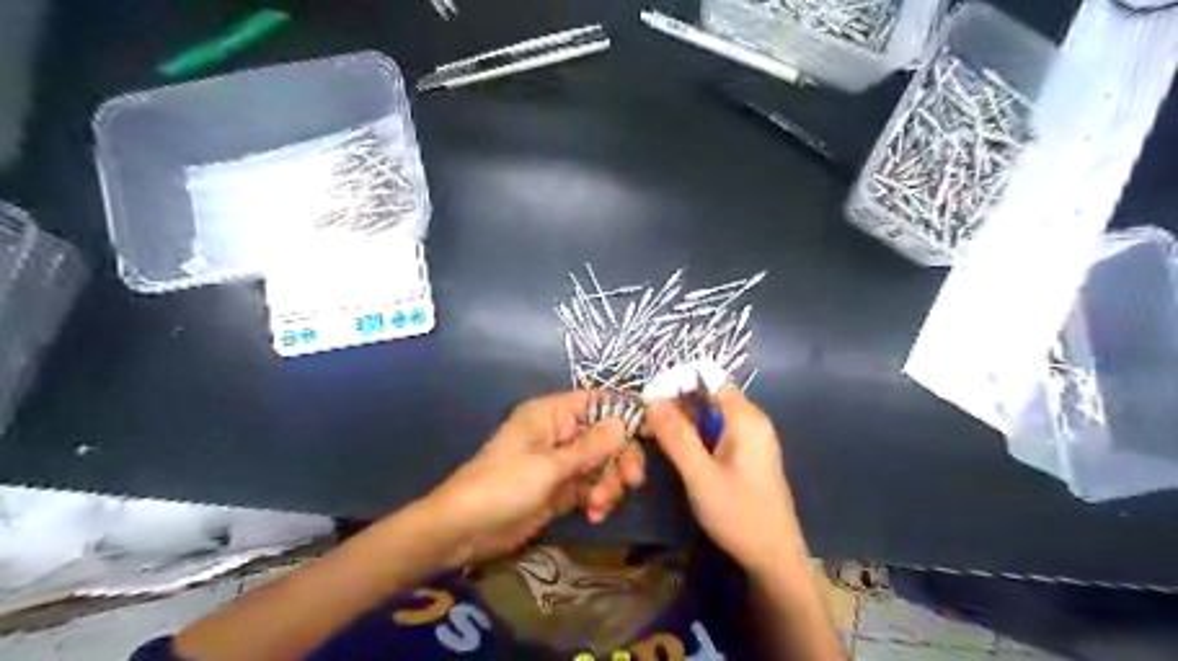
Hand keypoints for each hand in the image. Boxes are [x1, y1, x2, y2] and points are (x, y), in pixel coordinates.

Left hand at [423, 393, 642, 567]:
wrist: (464, 530)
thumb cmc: (502, 486)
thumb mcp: (549, 466)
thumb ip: (590, 446)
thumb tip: (624, 421)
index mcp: (552, 414)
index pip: (597, 402)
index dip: (624, 413)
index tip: (650, 432)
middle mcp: (560, 432)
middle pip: (606, 435)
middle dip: (620, 458)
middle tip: (631, 481)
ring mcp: (562, 462)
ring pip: (602, 463)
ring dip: (608, 483)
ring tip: (599, 505)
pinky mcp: (561, 488)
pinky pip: (592, 486)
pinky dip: (598, 498)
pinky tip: (594, 514)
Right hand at [648, 385, 805, 575]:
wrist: (773, 559)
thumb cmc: (739, 515)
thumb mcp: (701, 475)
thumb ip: (676, 436)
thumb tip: (652, 400)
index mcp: (746, 418)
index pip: (709, 379)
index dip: (677, 382)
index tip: (648, 399)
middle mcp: (751, 420)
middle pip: (708, 395)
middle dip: (675, 403)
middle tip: (644, 422)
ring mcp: (749, 438)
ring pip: (709, 414)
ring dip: (680, 420)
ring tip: (650, 435)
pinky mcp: (745, 454)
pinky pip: (715, 431)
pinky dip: (692, 434)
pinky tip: (672, 448)